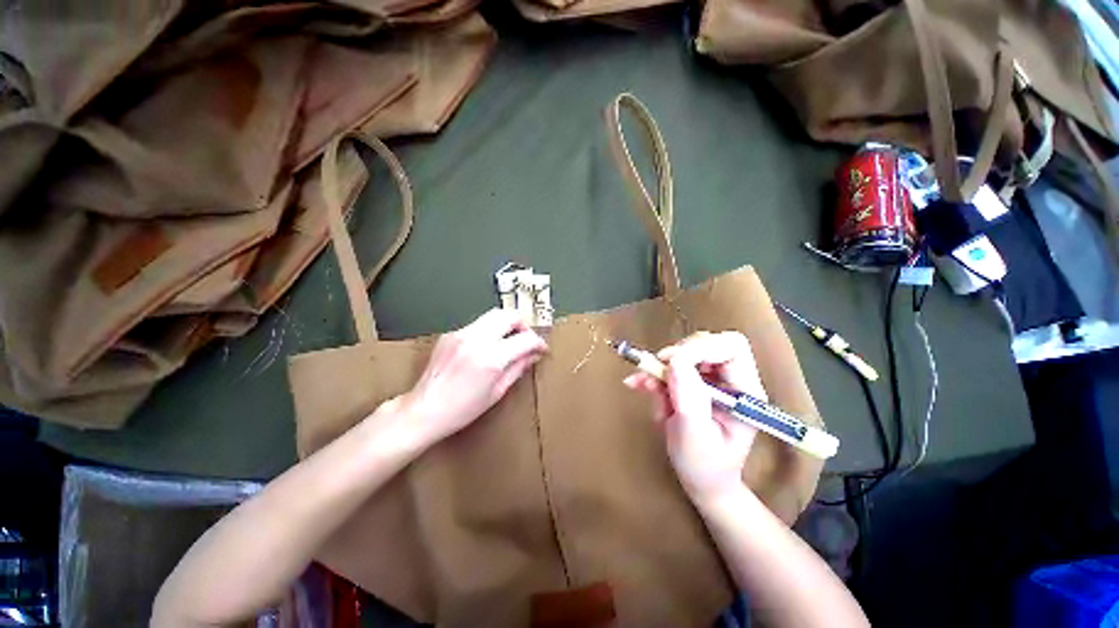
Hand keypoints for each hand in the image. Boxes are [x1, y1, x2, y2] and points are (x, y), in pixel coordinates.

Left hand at [398, 309, 547, 449]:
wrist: (424, 410)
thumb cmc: (461, 410)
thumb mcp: (497, 392)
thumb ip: (518, 368)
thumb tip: (534, 354)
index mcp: (491, 358)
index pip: (525, 339)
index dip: (538, 342)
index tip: (541, 348)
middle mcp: (476, 340)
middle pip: (509, 315)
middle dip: (523, 325)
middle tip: (526, 340)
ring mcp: (461, 334)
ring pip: (493, 315)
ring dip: (506, 325)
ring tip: (509, 342)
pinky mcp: (451, 334)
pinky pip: (478, 324)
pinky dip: (489, 331)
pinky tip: (488, 347)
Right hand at [623, 332, 765, 503]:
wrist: (701, 479)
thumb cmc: (705, 465)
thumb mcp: (695, 435)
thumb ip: (688, 397)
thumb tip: (673, 360)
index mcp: (744, 392)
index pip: (731, 348)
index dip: (701, 347)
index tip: (671, 361)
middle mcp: (730, 380)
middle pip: (707, 344)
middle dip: (678, 354)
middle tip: (656, 370)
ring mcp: (710, 380)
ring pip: (684, 353)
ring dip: (660, 367)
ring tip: (645, 386)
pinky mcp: (691, 382)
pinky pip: (669, 366)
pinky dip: (651, 372)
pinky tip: (637, 385)